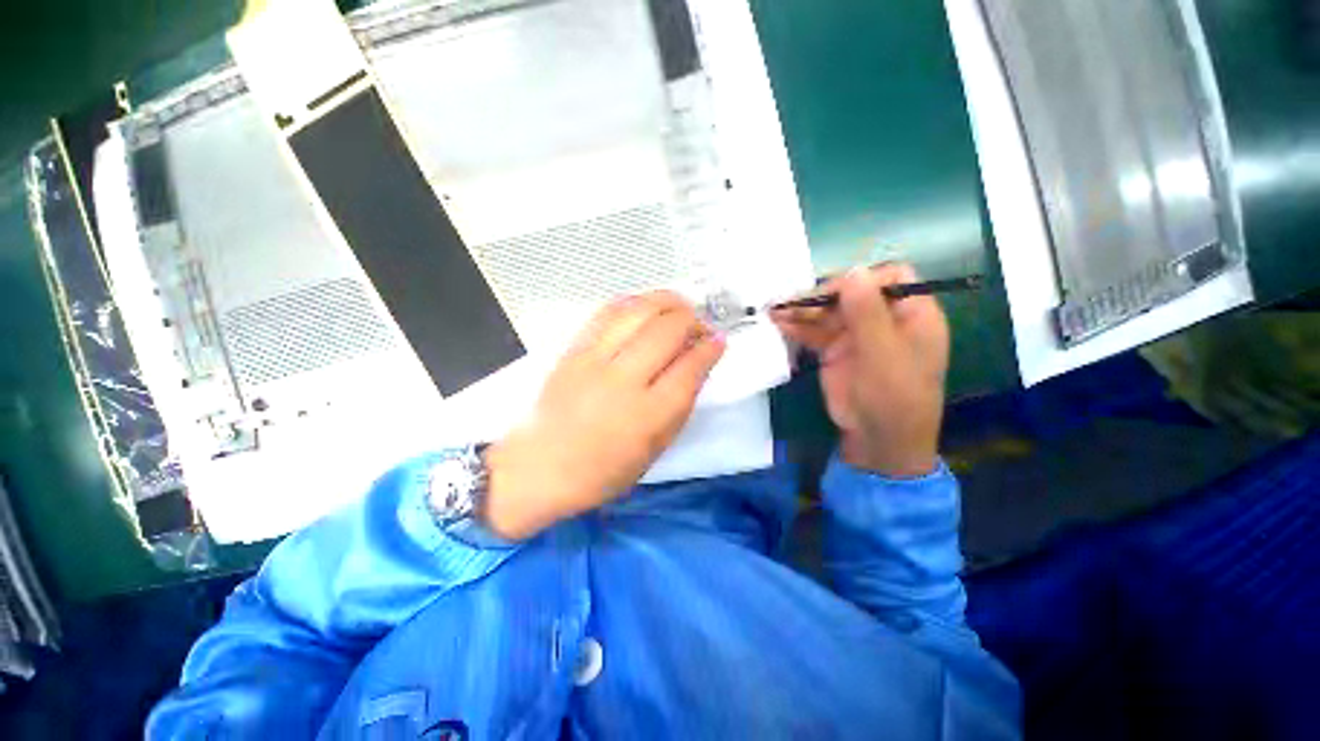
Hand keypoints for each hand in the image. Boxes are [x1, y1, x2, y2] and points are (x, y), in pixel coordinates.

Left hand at [482, 292, 725, 539]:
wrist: (540, 466)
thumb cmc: (603, 470)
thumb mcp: (655, 449)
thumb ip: (680, 405)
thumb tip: (698, 364)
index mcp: (648, 416)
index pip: (690, 367)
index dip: (710, 348)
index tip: (718, 341)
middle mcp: (623, 381)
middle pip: (667, 331)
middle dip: (693, 319)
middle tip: (700, 325)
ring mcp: (594, 360)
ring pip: (639, 312)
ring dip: (667, 302)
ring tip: (680, 307)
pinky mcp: (573, 350)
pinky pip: (608, 312)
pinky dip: (634, 302)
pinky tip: (646, 306)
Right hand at [772, 263, 949, 477]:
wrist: (876, 440)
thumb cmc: (893, 397)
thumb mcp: (883, 354)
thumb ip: (867, 313)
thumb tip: (853, 271)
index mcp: (911, 314)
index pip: (889, 278)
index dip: (861, 280)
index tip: (833, 293)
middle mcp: (883, 319)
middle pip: (851, 294)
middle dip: (821, 296)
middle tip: (792, 303)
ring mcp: (857, 335)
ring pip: (829, 312)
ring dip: (803, 311)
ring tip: (775, 311)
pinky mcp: (835, 350)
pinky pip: (815, 331)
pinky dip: (798, 327)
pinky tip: (779, 324)